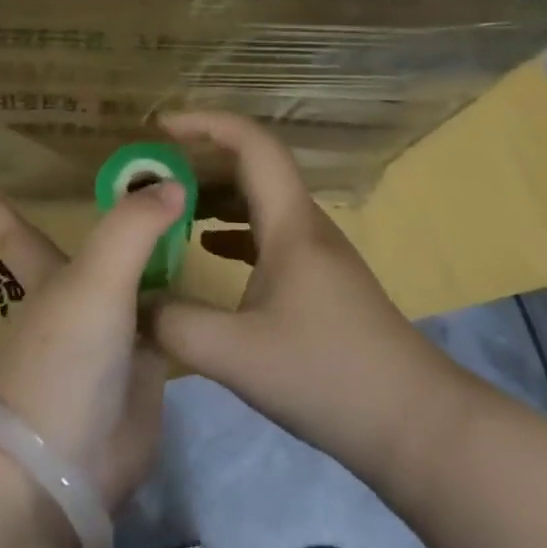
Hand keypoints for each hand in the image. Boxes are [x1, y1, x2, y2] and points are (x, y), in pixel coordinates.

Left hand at [0, 185, 176, 512]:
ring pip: (138, 293)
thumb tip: (174, 182)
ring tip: (189, 232)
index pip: (25, 237)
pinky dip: (183, 312)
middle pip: (100, 259)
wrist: (63, 468)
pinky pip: (168, 333)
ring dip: (156, 269)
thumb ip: (133, 226)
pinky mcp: (143, 380)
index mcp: (52, 279)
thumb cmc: (64, 358)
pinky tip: (207, 293)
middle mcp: (82, 306)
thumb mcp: (97, 277)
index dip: (6, 216)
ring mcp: (113, 344)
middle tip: (148, 196)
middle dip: (118, 233)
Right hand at [147, 113, 445, 481]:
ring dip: (215, 194)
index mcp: (290, 222)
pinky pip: (267, 233)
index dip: (205, 122)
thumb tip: (131, 302)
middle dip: (200, 158)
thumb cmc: (328, 375)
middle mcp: (304, 224)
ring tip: (168, 206)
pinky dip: (231, 229)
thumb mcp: (237, 355)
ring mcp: (316, 253)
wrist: (416, 425)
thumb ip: (175, 324)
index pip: (251, 142)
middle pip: (252, 166)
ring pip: (260, 201)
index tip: (160, 127)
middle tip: (151, 171)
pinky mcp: (320, 281)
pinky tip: (206, 249)